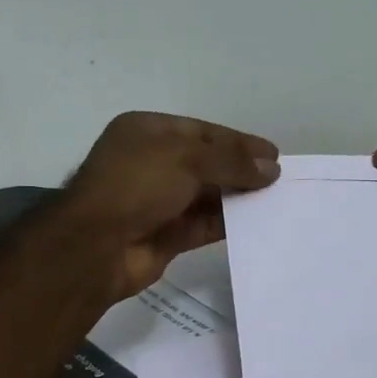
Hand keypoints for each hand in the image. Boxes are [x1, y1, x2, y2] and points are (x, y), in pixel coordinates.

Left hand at [63, 112, 279, 297]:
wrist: (97, 246)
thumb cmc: (136, 185)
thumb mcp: (186, 159)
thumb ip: (231, 161)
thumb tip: (271, 169)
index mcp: (146, 132)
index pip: (202, 131)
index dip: (238, 141)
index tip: (272, 154)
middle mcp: (151, 163)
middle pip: (205, 162)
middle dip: (240, 169)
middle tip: (279, 178)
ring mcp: (157, 201)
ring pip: (206, 195)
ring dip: (237, 196)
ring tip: (275, 199)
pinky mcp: (166, 235)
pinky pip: (203, 224)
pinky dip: (227, 222)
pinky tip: (256, 221)